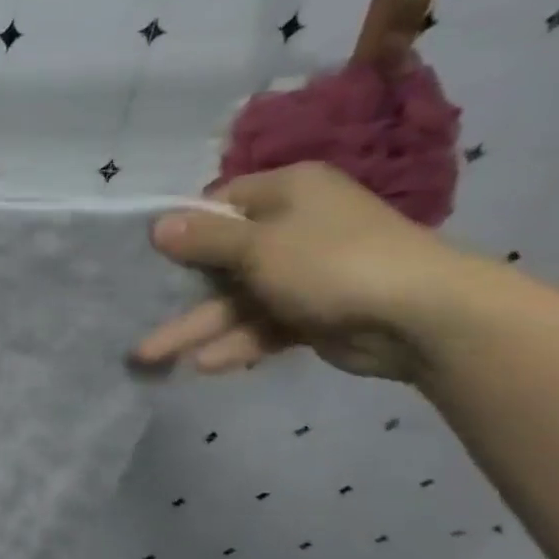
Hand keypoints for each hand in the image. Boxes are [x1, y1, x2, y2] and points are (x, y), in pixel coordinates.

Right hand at [132, 162, 494, 381]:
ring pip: (235, 301)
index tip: (151, 255)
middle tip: (136, 314)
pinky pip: (261, 325)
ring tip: (150, 358)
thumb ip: (203, 239)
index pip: (221, 204)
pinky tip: (205, 365)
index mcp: (287, 194)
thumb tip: (155, 224)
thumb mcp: (257, 247)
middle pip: (221, 260)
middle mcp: (293, 228)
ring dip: (197, 328)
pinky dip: (236, 343)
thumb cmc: (332, 263)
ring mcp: (302, 273)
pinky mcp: (311, 313)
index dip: (185, 229)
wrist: (422, 317)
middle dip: (180, 293)